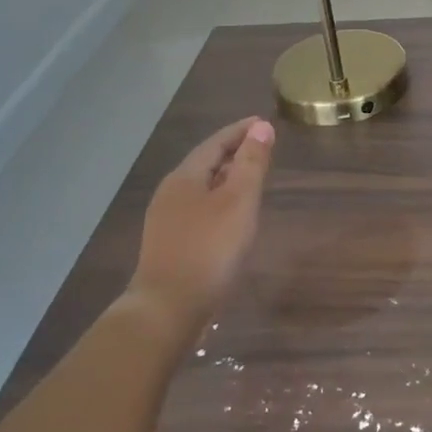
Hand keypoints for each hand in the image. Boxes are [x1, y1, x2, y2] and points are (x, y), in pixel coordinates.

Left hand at [128, 116, 275, 339]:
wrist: (169, 308)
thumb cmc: (209, 249)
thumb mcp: (238, 201)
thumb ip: (251, 163)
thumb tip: (262, 127)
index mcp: (185, 177)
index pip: (216, 142)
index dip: (241, 131)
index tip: (264, 123)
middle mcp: (171, 192)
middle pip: (205, 162)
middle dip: (233, 152)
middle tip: (262, 147)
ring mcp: (166, 219)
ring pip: (202, 187)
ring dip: (227, 177)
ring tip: (251, 177)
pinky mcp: (170, 243)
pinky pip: (199, 208)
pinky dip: (219, 200)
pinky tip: (232, 215)